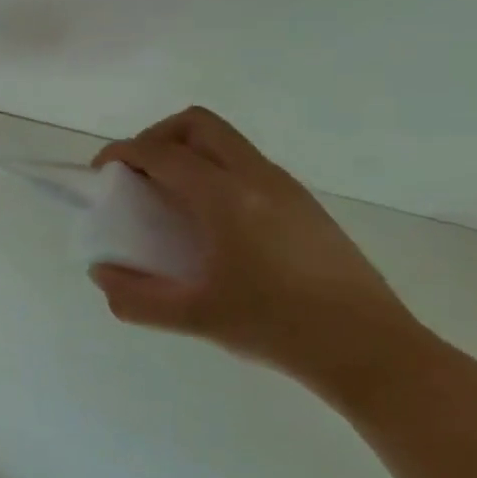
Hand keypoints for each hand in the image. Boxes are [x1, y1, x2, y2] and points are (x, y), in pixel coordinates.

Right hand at [89, 107, 433, 400]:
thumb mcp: (195, 319)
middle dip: (156, 137)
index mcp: (226, 199)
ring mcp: (288, 189)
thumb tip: (101, 275)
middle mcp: (257, 179)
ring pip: (226, 142)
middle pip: (197, 124)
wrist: (376, 353)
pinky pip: (247, 165)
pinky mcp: (306, 206)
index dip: (121, 153)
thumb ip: (136, 297)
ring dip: (188, 152)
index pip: (160, 153)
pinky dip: (215, 171)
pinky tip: (212, 222)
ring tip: (170, 198)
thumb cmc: (279, 329)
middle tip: (138, 173)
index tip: (100, 172)